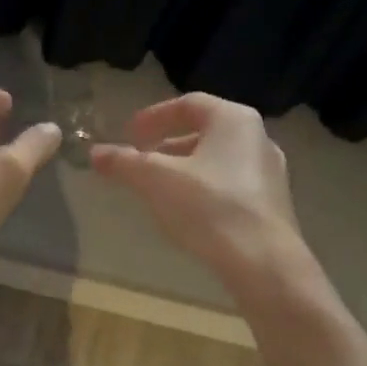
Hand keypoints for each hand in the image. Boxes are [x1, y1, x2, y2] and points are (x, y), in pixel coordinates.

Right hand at [91, 92, 303, 289]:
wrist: (262, 261)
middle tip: (141, 160)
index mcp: (233, 120)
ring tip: (159, 188)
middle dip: (168, 145)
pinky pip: (230, 185)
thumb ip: (124, 163)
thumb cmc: (208, 206)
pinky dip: (204, 189)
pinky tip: (187, 212)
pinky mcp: (272, 204)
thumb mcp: (156, 180)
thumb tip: (95, 153)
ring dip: (185, 169)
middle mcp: (257, 138)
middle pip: (205, 132)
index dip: (154, 116)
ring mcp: (270, 173)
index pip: (188, 104)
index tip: (129, 133)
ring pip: (218, 160)